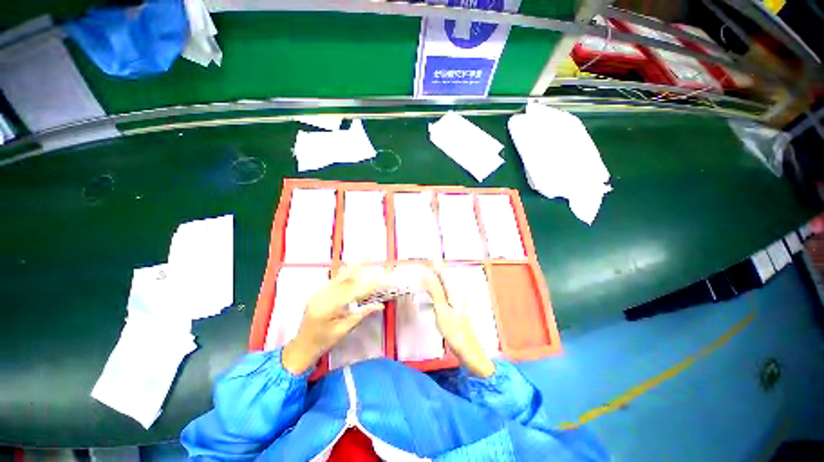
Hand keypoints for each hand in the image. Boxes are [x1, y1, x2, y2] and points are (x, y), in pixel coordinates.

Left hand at [282, 265, 385, 374]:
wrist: (301, 345)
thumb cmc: (324, 341)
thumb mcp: (344, 330)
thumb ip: (361, 315)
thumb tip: (380, 305)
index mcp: (328, 308)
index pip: (353, 292)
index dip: (368, 284)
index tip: (381, 277)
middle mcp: (321, 295)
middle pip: (343, 277)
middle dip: (357, 266)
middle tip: (369, 257)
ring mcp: (317, 292)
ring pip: (338, 276)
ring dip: (352, 269)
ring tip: (364, 260)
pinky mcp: (317, 292)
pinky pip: (334, 280)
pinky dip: (345, 275)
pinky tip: (353, 272)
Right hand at [420, 266, 494, 377]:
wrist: (469, 352)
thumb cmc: (455, 332)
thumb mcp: (442, 311)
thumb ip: (435, 292)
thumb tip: (427, 275)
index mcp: (454, 294)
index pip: (444, 276)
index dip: (437, 267)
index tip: (430, 259)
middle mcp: (457, 296)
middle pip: (445, 280)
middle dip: (437, 272)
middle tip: (427, 266)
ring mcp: (457, 304)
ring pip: (445, 288)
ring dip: (437, 281)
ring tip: (428, 277)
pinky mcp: (455, 311)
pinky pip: (445, 296)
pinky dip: (438, 291)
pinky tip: (435, 295)